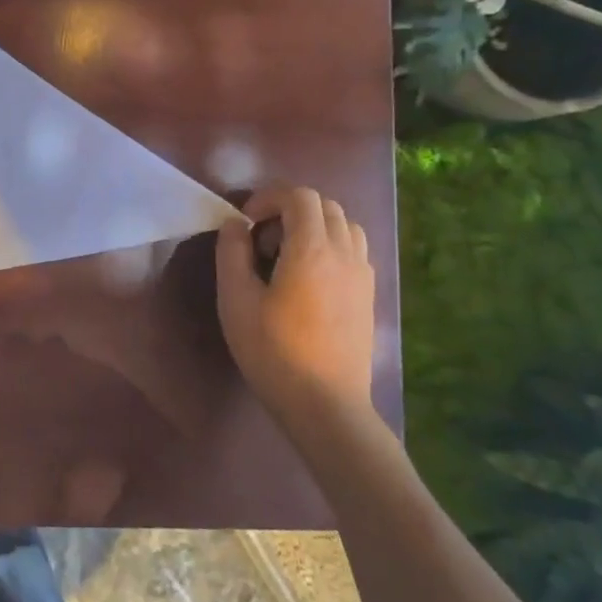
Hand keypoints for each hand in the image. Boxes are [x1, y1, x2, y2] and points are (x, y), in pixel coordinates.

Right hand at [215, 185, 374, 418]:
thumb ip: (232, 253)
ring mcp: (363, 274)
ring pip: (344, 225)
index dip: (268, 198)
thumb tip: (235, 225)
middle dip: (289, 210)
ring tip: (286, 255)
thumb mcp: (236, 300)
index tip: (245, 223)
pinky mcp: (368, 295)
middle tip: (262, 240)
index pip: (299, 196)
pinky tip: (308, 278)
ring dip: (313, 226)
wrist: (326, 405)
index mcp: (312, 249)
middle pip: (325, 205)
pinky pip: (354, 250)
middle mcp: (345, 253)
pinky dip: (330, 246)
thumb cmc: (273, 351)